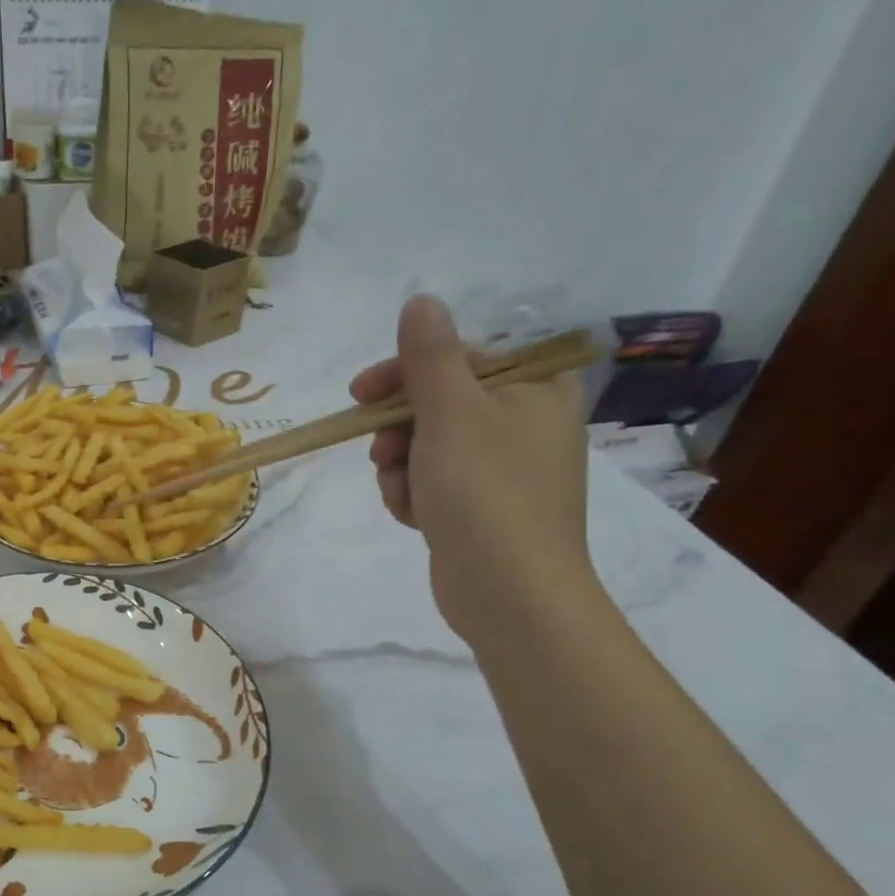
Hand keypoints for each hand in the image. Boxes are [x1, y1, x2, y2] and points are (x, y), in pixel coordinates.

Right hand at [350, 296, 597, 645]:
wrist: (510, 594)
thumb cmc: (485, 493)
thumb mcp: (451, 413)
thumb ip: (429, 356)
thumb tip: (421, 301)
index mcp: (534, 390)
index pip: (458, 358)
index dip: (405, 372)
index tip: (360, 393)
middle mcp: (524, 424)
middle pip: (438, 404)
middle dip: (399, 431)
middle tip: (382, 453)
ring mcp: (502, 471)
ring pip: (426, 447)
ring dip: (401, 467)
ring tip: (405, 494)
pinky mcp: (481, 509)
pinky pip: (432, 483)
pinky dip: (414, 496)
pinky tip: (414, 516)